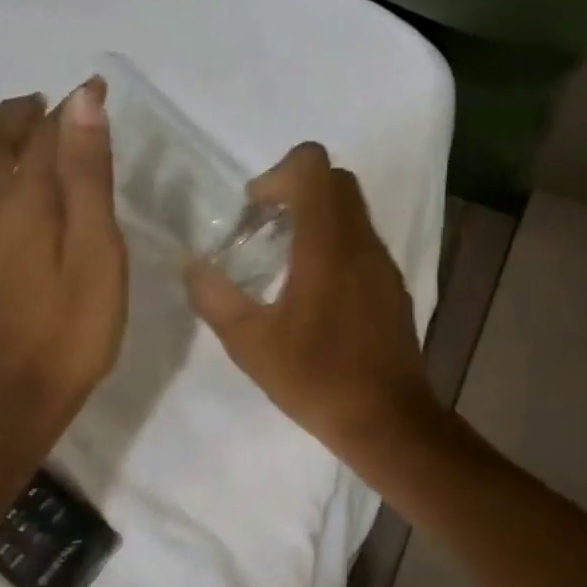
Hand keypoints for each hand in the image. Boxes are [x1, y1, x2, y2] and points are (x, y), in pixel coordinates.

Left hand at [0, 77, 125, 427]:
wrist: (19, 392)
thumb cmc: (72, 325)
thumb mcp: (95, 248)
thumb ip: (87, 175)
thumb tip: (80, 101)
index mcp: (21, 197)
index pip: (45, 132)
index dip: (71, 107)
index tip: (97, 88)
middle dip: (20, 114)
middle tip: (52, 108)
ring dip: (3, 139)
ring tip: (37, 139)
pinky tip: (21, 194)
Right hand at [184, 143, 438, 462]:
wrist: (387, 420)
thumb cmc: (317, 378)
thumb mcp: (250, 344)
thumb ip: (214, 298)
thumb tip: (192, 266)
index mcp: (328, 244)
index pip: (313, 166)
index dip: (277, 173)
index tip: (254, 211)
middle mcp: (363, 243)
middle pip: (336, 182)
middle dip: (296, 190)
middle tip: (264, 229)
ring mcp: (384, 266)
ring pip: (354, 214)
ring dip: (318, 220)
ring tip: (285, 264)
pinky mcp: (394, 289)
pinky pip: (364, 246)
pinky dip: (337, 247)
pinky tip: (316, 295)